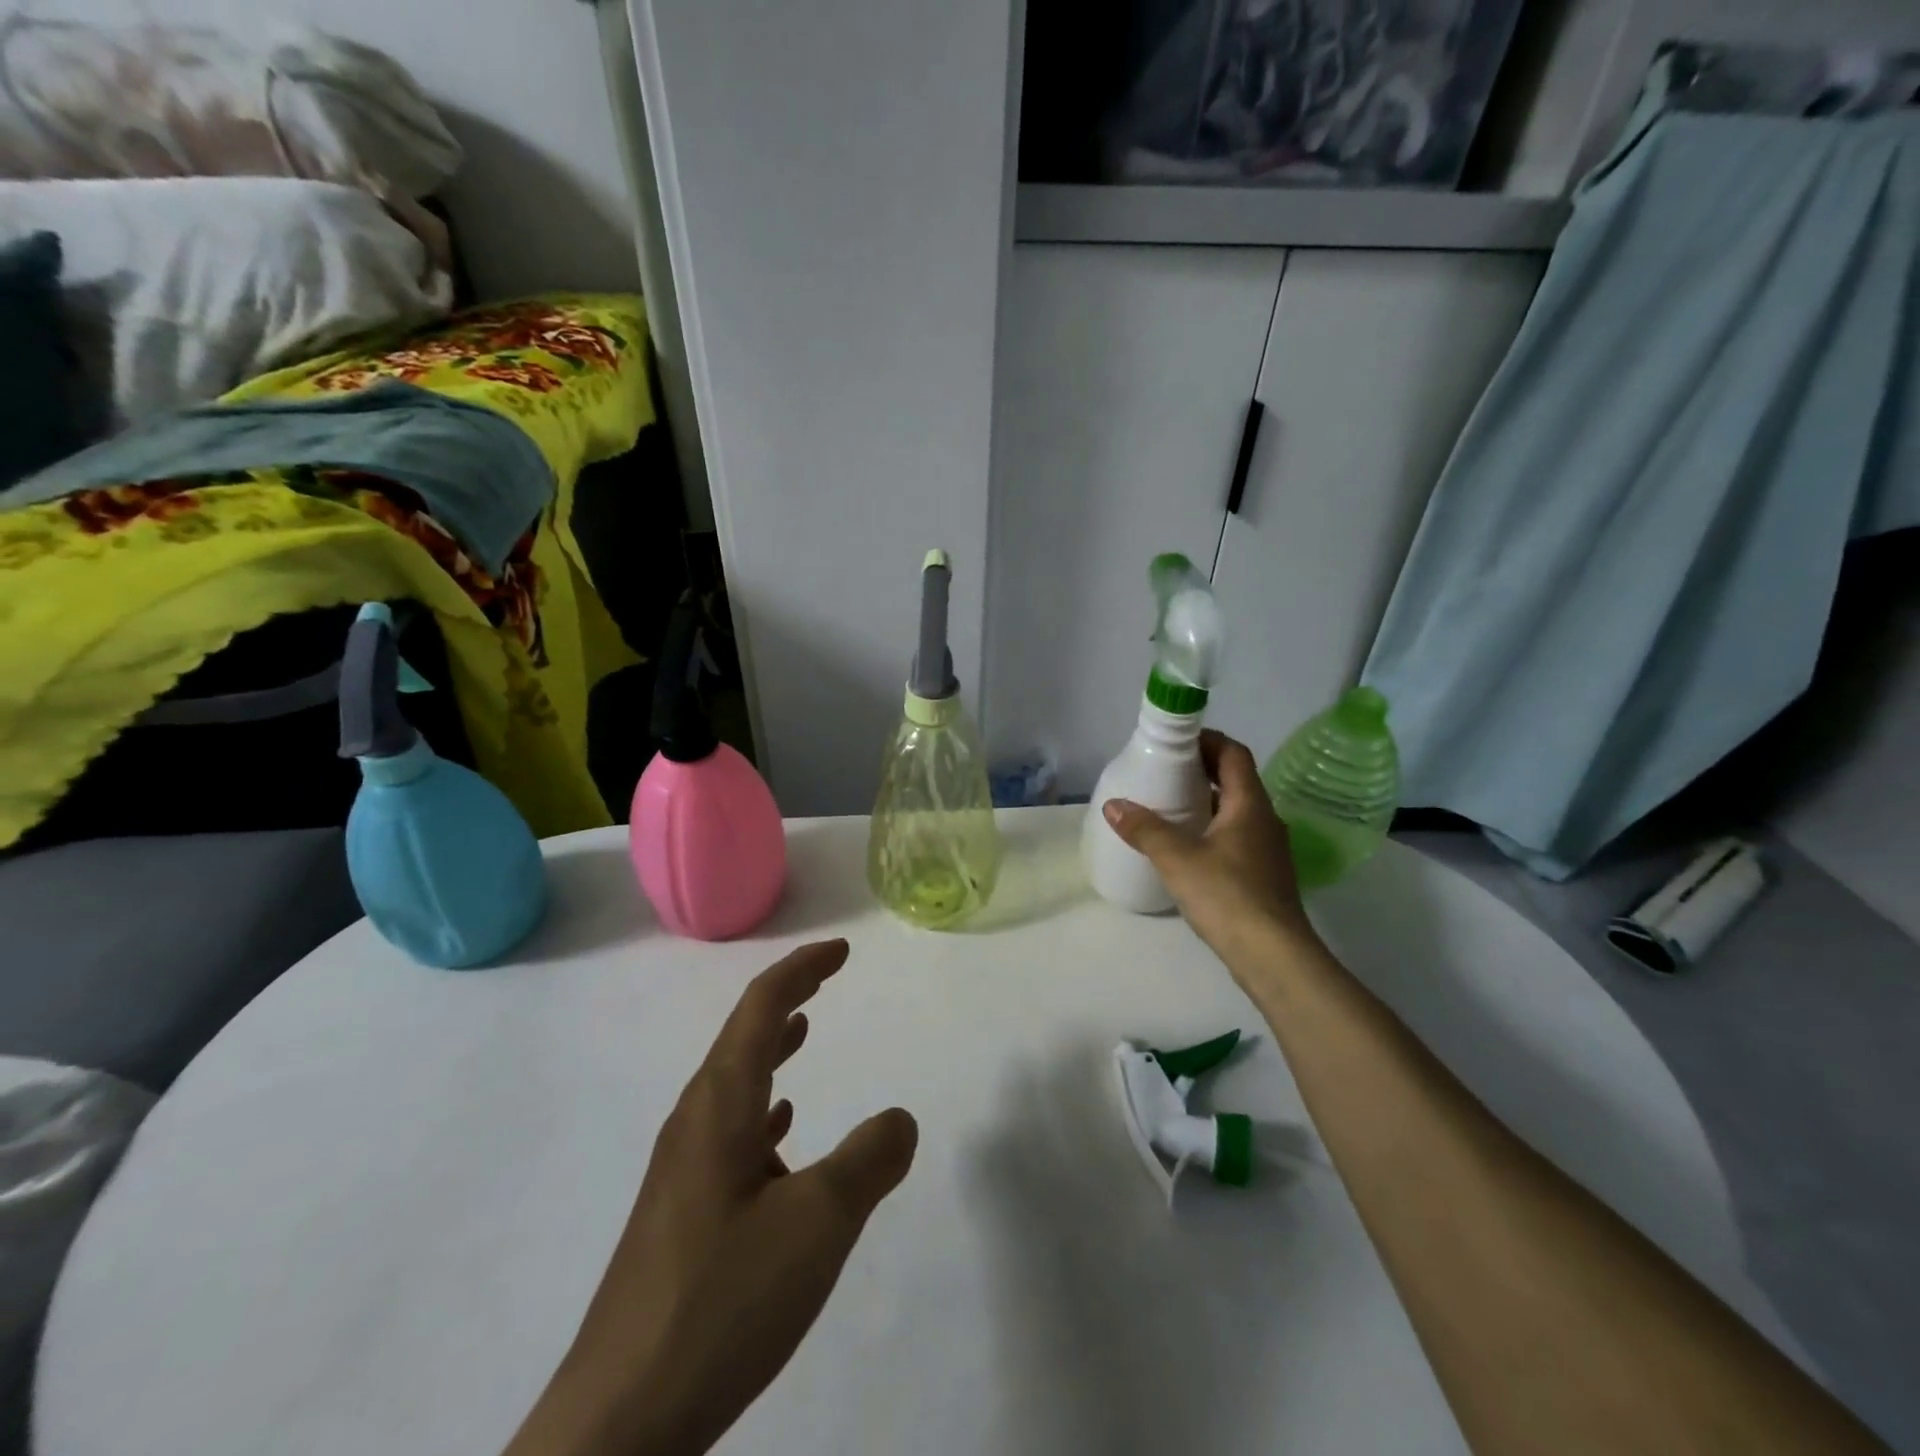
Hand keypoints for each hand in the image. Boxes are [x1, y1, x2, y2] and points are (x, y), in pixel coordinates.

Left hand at [505, 940, 917, 1455]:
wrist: (617, 1425)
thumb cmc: (720, 1301)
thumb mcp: (817, 1224)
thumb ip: (868, 1161)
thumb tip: (900, 1119)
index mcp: (720, 1106)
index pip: (761, 1008)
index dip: (802, 970)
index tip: (841, 952)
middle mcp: (694, 1123)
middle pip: (742, 1036)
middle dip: (787, 998)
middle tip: (826, 980)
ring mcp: (682, 1170)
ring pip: (734, 1083)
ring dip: (771, 1048)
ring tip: (803, 1031)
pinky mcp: (681, 1213)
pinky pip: (728, 1130)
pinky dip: (762, 1107)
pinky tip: (780, 1132)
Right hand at [1102, 729, 1316, 967]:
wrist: (1273, 956)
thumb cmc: (1228, 896)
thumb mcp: (1178, 859)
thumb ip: (1145, 829)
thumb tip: (1113, 805)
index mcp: (1249, 805)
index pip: (1234, 754)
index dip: (1207, 741)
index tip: (1176, 741)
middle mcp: (1264, 820)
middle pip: (1235, 780)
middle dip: (1201, 770)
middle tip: (1163, 771)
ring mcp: (1267, 849)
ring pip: (1235, 811)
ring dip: (1205, 801)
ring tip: (1168, 806)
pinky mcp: (1262, 875)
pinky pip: (1235, 836)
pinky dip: (1211, 829)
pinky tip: (1186, 847)